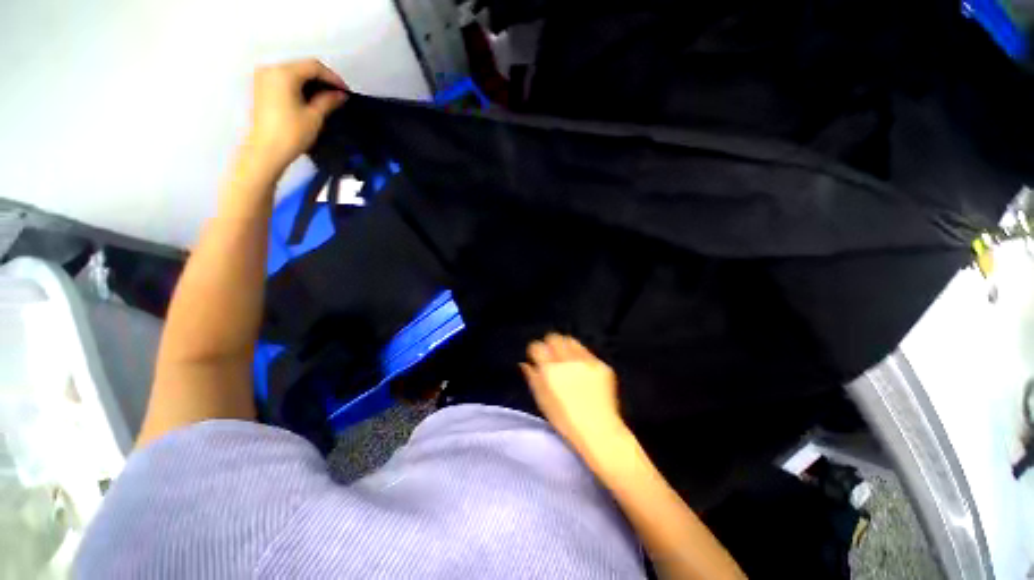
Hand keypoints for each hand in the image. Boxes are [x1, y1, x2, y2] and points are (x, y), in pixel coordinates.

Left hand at [246, 59, 347, 171]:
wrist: (266, 151)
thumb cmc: (291, 133)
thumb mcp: (314, 116)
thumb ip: (328, 101)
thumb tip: (340, 94)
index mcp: (284, 73)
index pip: (314, 67)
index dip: (333, 77)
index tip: (346, 92)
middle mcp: (271, 69)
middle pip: (302, 67)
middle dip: (322, 79)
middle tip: (338, 95)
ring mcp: (264, 78)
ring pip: (294, 73)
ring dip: (311, 83)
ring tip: (327, 98)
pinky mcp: (261, 88)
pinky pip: (285, 80)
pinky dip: (300, 86)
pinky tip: (311, 98)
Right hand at [521, 334, 627, 456]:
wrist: (599, 431)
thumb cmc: (565, 421)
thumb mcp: (543, 401)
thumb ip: (533, 378)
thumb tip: (525, 363)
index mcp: (549, 370)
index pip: (537, 346)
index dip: (536, 350)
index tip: (538, 357)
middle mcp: (567, 361)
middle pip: (555, 337)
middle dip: (551, 343)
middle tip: (552, 355)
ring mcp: (586, 361)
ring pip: (571, 341)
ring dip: (566, 346)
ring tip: (569, 359)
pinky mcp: (602, 365)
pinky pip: (587, 353)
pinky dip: (582, 357)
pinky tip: (584, 370)